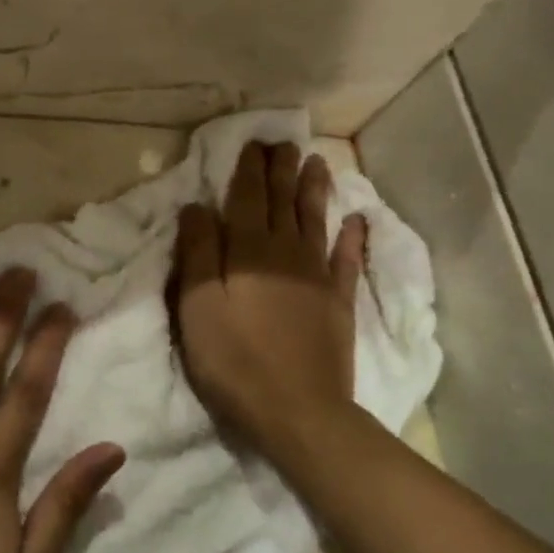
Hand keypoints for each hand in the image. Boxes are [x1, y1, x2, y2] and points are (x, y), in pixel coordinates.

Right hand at [172, 142, 366, 454]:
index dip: (249, 169)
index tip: (253, 142)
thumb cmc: (234, 359)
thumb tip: (197, 206)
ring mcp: (317, 277)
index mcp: (248, 251)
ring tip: (318, 162)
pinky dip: (352, 237)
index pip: (247, 198)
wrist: (297, 410)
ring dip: (315, 190)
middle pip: (283, 202)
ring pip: (315, 221)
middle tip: (284, 141)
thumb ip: (197, 253)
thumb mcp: (198, 306)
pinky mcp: (338, 303)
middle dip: (282, 169)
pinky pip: (346, 260)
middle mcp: (286, 252)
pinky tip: (357, 220)